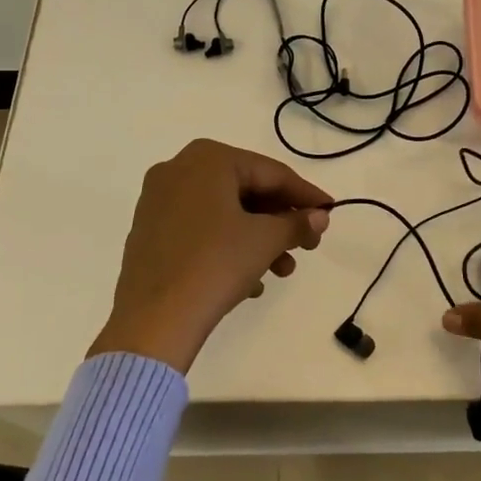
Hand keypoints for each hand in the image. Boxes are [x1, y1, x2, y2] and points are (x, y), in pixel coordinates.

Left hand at [89, 139, 331, 372]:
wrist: (153, 321)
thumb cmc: (215, 264)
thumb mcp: (265, 240)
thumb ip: (297, 223)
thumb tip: (320, 216)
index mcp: (208, 159)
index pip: (272, 173)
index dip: (306, 195)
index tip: (331, 212)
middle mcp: (178, 169)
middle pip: (247, 191)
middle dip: (280, 222)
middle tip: (308, 246)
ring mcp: (159, 200)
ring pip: (225, 213)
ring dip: (259, 239)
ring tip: (282, 271)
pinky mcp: (149, 232)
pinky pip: (201, 230)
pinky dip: (229, 247)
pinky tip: (250, 281)